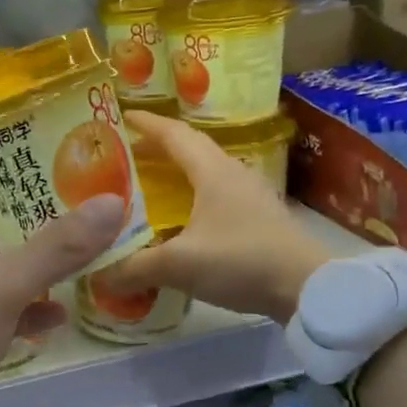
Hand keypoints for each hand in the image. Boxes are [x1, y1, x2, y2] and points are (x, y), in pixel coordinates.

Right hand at [97, 111, 328, 322]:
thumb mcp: (180, 265)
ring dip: (175, 172)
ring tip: (148, 184)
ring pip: (204, 172)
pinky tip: (179, 218)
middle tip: (124, 155)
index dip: (146, 124)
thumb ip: (135, 268)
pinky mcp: (258, 218)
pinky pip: (215, 195)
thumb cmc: (242, 261)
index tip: (119, 117)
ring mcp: (250, 195)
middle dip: (156, 148)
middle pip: (190, 149)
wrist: (309, 289)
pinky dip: (191, 196)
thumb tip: (97, 277)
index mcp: (212, 171)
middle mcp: (232, 174)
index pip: (174, 134)